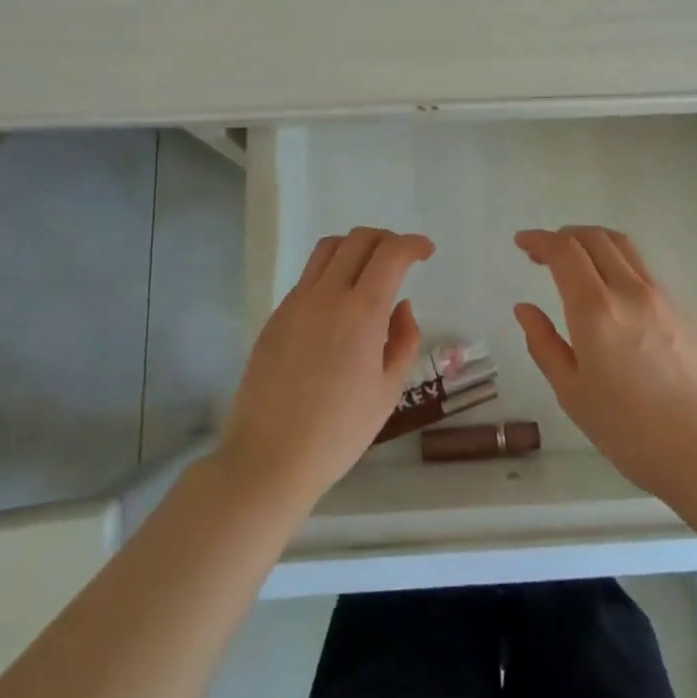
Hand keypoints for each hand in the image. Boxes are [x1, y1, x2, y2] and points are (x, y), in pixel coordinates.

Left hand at [221, 227, 433, 506]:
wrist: (270, 458)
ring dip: (355, 247)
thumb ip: (403, 340)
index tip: (426, 252)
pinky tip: (339, 304)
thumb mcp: (388, 390)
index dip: (413, 244)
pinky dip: (331, 272)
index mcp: (361, 312)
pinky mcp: (276, 316)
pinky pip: (308, 276)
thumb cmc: (339, 431)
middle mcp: (327, 295)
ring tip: (369, 269)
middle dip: (387, 239)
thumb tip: (401, 306)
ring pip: (328, 249)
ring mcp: (296, 302)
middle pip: (358, 239)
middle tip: (402, 258)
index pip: (391, 253)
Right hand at [514, 226, 696, 505]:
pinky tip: (609, 288)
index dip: (539, 239)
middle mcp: (629, 290)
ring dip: (592, 241)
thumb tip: (525, 309)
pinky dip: (616, 261)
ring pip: (622, 246)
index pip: (564, 251)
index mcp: (595, 310)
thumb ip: (544, 344)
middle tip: (542, 251)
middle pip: (594, 238)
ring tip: (574, 259)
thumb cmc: (628, 430)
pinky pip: (642, 268)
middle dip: (563, 235)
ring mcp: (660, 296)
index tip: (521, 242)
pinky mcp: (681, 309)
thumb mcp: (572, 393)